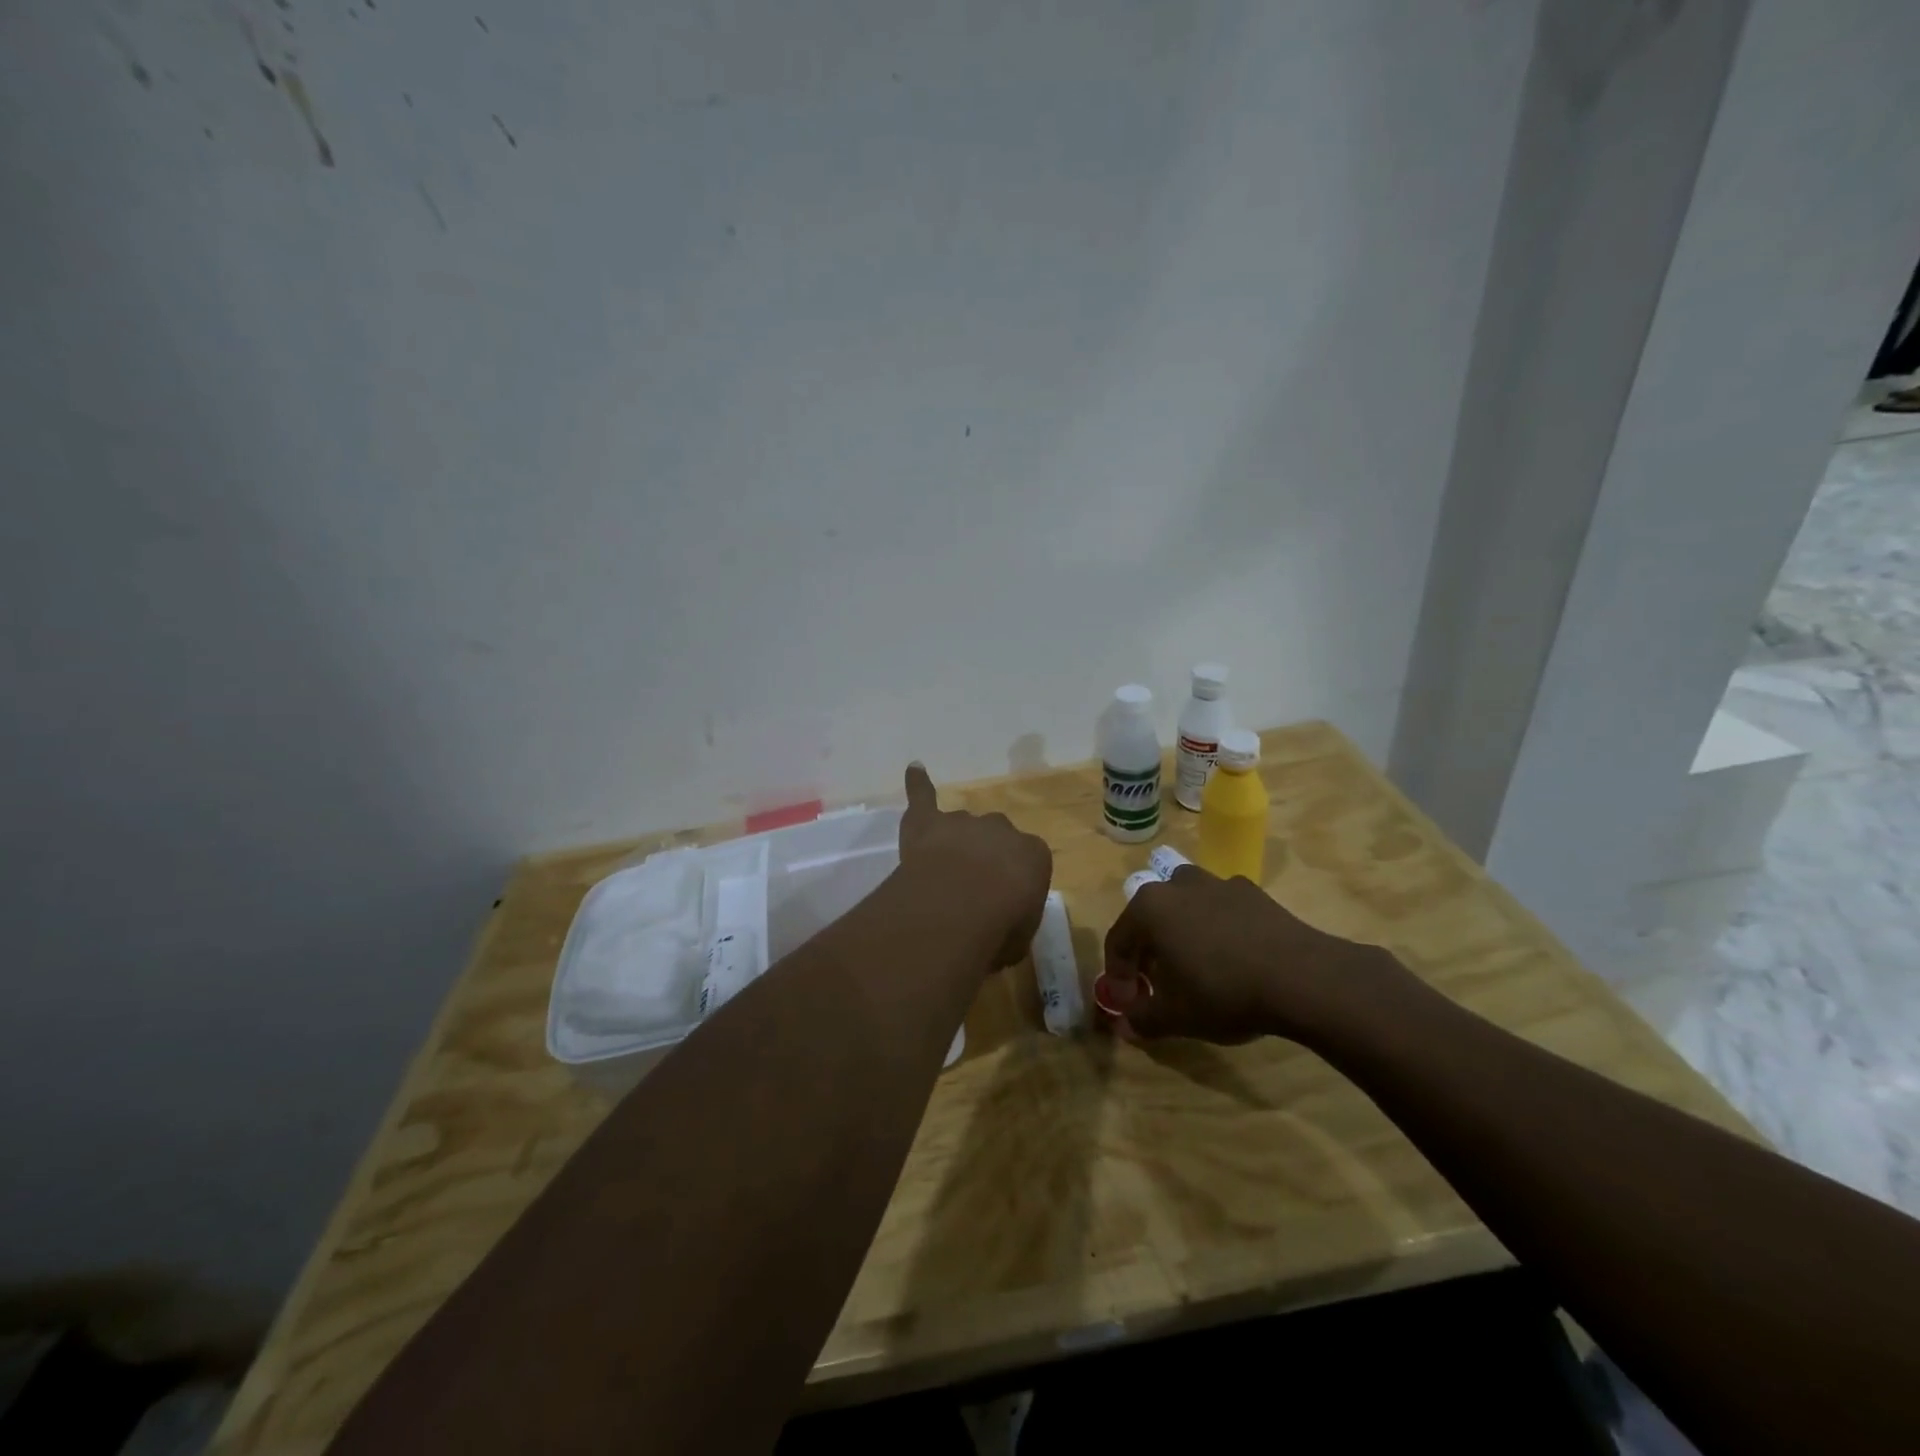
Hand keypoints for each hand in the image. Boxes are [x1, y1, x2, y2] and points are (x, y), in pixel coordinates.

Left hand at [898, 763, 1052, 968]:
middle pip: (995, 839)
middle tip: (971, 891)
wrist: (959, 907)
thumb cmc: (999, 928)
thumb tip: (1002, 930)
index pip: (1028, 863)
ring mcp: (964, 822)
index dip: (1013, 886)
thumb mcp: (1019, 938)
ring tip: (942, 875)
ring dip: (955, 844)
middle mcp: (1002, 829)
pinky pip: (923, 795)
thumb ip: (1013, 925)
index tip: (1002, 908)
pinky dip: (918, 784)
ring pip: (962, 827)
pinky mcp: (928, 821)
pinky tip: (914, 769)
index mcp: (1034, 854)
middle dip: (986, 859)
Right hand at [1095, 865, 1398, 1046]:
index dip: (1118, 976)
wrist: (1301, 977)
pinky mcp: (1252, 893)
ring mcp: (1217, 884)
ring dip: (1182, 934)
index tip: (1128, 1003)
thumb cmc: (1223, 992)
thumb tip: (1125, 1026)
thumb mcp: (1175, 1016)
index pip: (1118, 941)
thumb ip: (1143, 1019)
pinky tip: (1233, 959)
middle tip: (1157, 985)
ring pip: (1185, 908)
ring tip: (1194, 967)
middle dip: (1148, 952)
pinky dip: (1217, 929)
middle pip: (1149, 919)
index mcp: (1148, 908)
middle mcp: (1177, 885)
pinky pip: (1221, 910)